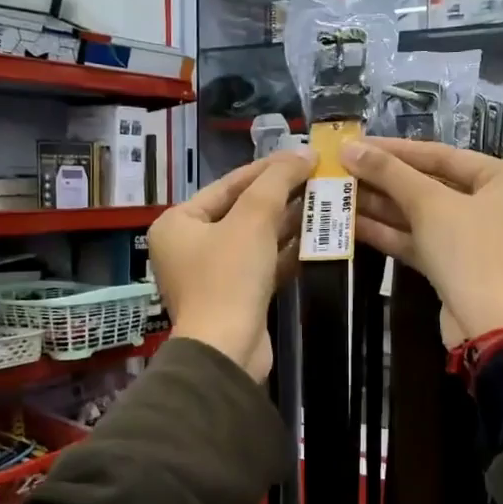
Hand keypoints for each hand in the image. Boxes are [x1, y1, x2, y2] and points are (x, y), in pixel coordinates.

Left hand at [149, 150, 313, 379]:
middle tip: (318, 178)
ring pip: (255, 238)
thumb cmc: (229, 277)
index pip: (228, 184)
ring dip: (288, 222)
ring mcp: (212, 274)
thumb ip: (277, 181)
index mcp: (178, 223)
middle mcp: (189, 246)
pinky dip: (286, 251)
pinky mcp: (235, 297)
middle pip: (242, 210)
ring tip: (323, 202)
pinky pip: (262, 264)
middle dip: (281, 196)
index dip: (268, 168)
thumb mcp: (253, 219)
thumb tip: (303, 153)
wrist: (227, 350)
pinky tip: (316, 237)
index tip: (304, 156)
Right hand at [340, 137, 502, 345]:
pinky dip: (390, 233)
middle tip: (342, 169)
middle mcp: (496, 204)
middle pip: (431, 185)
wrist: (490, 325)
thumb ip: (390, 173)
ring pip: (423, 215)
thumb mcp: (429, 204)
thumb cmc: (471, 250)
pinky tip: (352, 223)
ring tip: (339, 193)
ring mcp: (476, 238)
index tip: (357, 143)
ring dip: (381, 206)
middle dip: (385, 180)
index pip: (443, 155)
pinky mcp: (456, 266)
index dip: (396, 150)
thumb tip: (350, 148)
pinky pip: (421, 241)